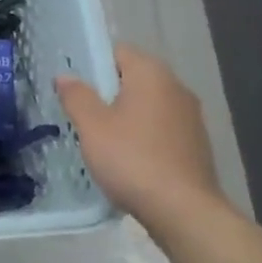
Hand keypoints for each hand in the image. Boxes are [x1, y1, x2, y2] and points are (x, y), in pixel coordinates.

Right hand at [55, 44, 226, 228]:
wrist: (184, 211)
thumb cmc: (132, 159)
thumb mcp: (92, 126)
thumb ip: (76, 96)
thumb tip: (65, 76)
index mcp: (151, 74)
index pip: (117, 52)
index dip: (92, 64)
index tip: (73, 86)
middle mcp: (176, 87)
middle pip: (133, 77)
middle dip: (107, 91)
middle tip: (81, 113)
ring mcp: (191, 116)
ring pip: (148, 104)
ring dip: (125, 114)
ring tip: (101, 137)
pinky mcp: (196, 143)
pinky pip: (161, 127)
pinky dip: (143, 134)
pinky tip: (128, 157)